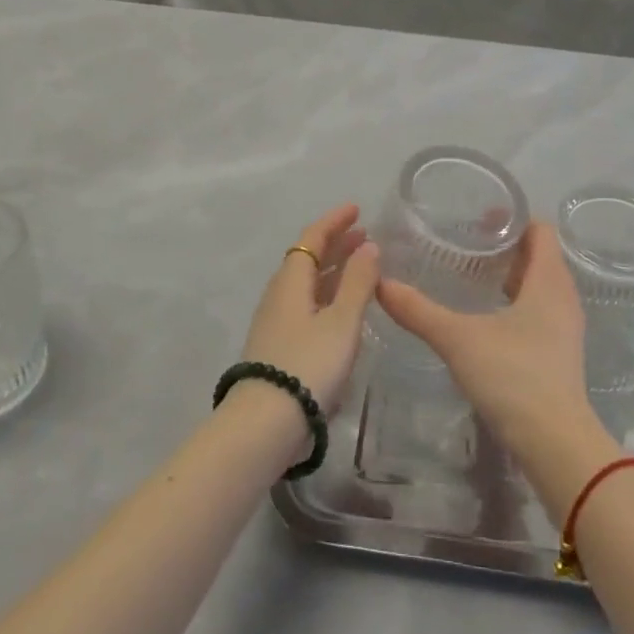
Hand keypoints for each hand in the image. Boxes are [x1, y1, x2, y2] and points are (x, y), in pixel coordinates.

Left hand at [239, 204, 380, 413]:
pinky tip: (343, 309)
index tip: (357, 209)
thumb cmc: (308, 364)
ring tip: (360, 268)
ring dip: (333, 270)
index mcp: (291, 280)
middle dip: (336, 244)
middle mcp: (279, 295)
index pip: (312, 237)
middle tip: (364, 236)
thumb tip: (368, 246)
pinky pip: (306, 305)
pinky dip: (327, 295)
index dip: (334, 221)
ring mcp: (276, 322)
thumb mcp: (342, 321)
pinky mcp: (278, 346)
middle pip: (308, 258)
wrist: (265, 424)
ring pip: (307, 284)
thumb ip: (358, 282)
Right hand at [376, 221, 612, 508]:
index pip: (540, 230)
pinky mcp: (560, 352)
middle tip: (467, 242)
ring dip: (512, 274)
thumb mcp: (458, 339)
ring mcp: (565, 327)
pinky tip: (487, 315)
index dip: (514, 217)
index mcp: (549, 280)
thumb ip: (419, 310)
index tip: (479, 217)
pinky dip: (517, 300)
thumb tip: (380, 283)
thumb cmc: (513, 376)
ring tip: (473, 274)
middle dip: (506, 245)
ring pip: (540, 284)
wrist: (555, 443)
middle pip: (540, 255)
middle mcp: (564, 296)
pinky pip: (540, 309)